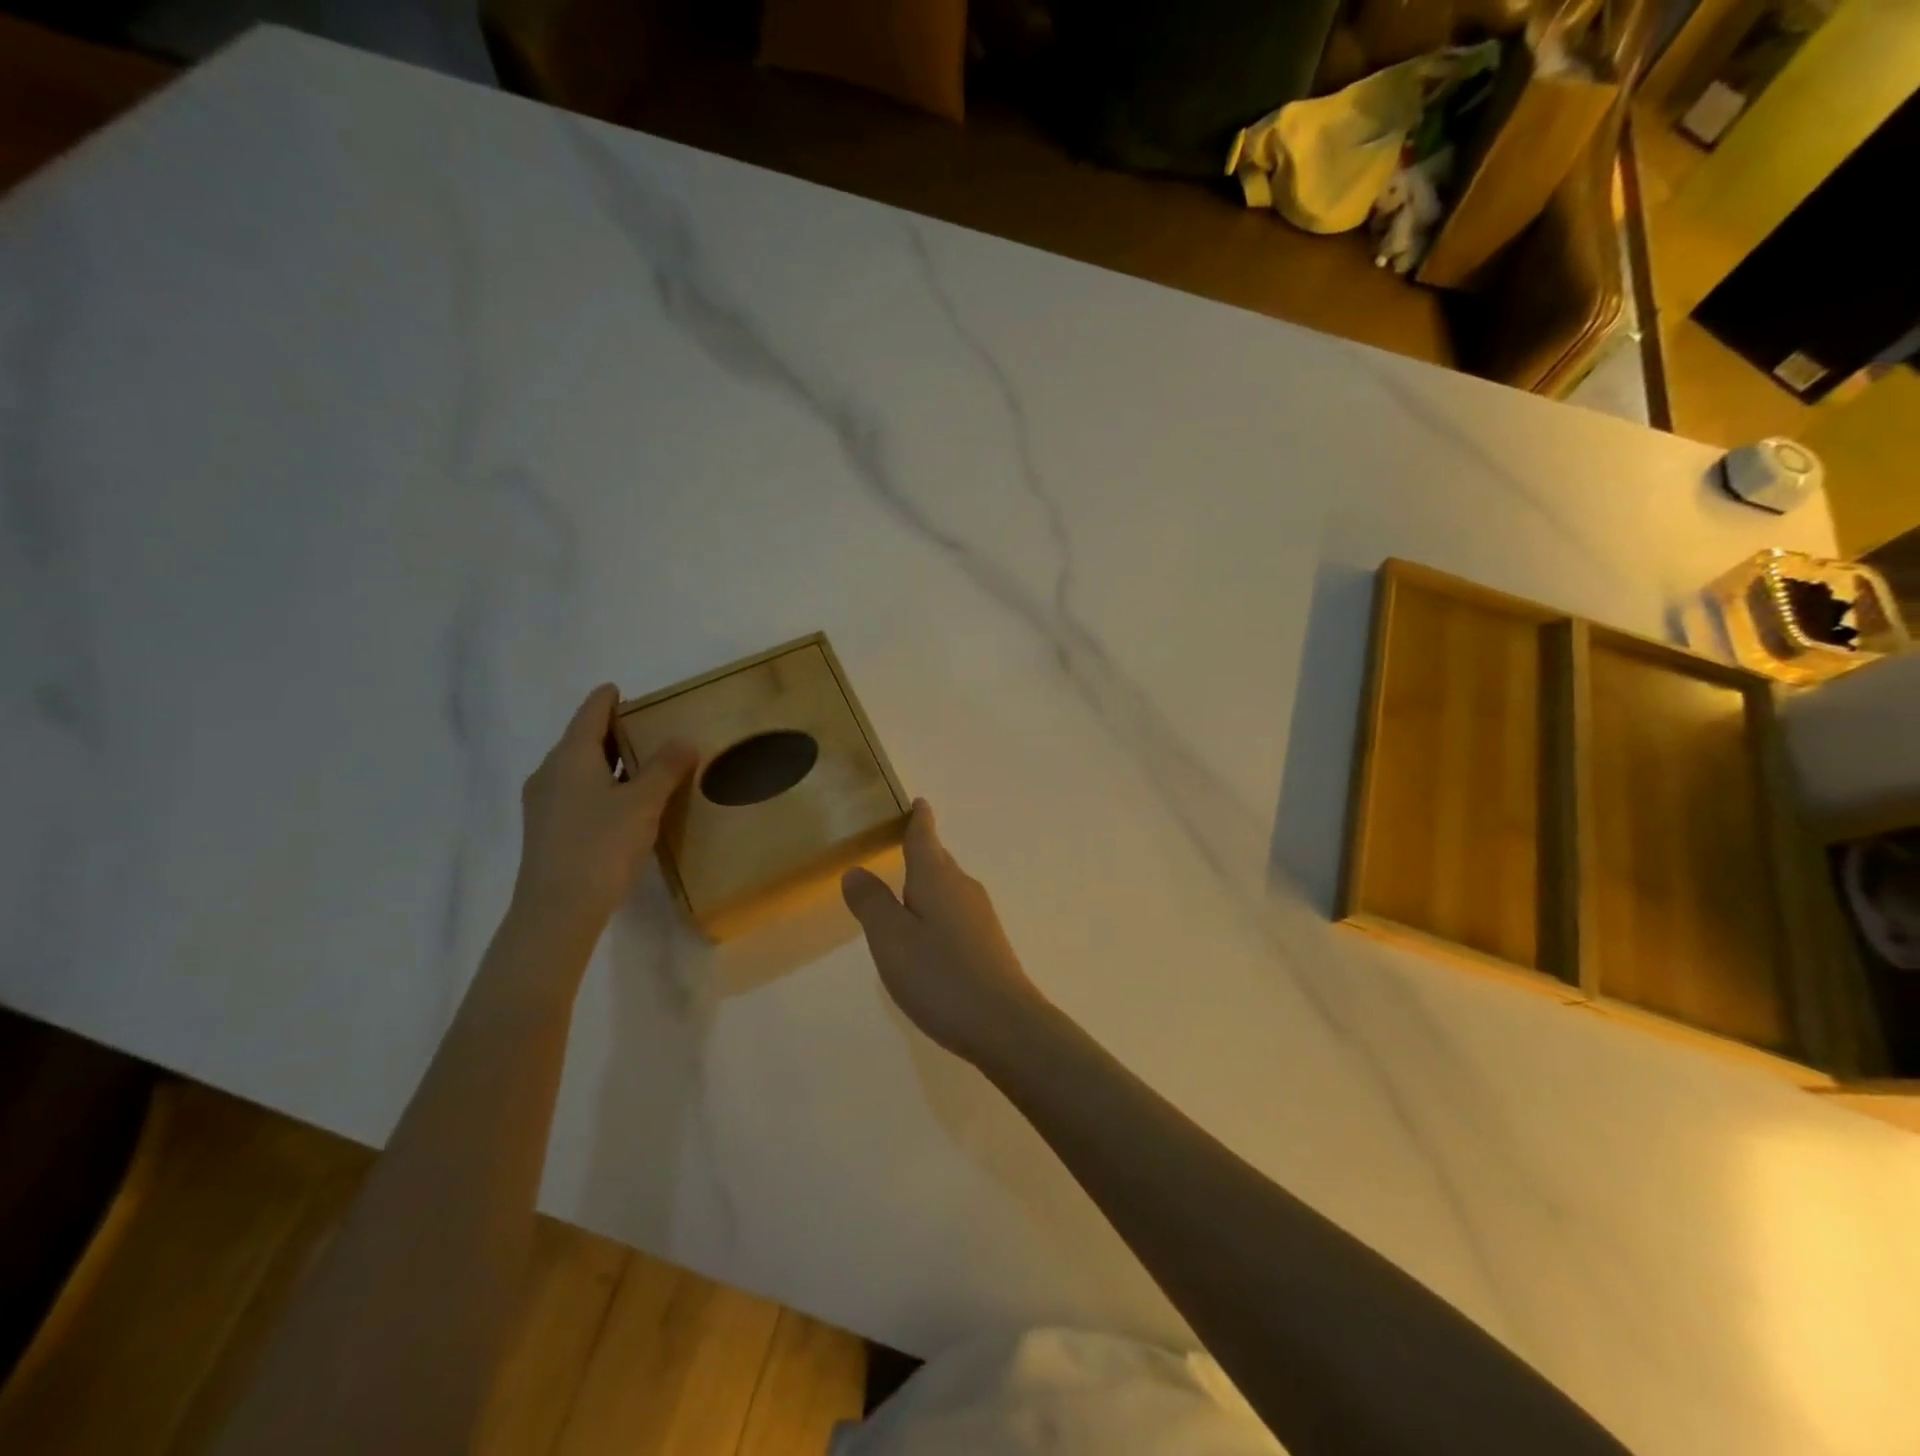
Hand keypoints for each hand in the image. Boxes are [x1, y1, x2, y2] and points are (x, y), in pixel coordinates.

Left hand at [512, 684, 694, 939]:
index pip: (590, 714)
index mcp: (571, 756)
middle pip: (581, 740)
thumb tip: (685, 740)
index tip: (621, 690)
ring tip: (641, 765)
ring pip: (578, 769)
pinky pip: (576, 793)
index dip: (607, 700)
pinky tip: (622, 804)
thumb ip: (665, 768)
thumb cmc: (601, 845)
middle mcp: (550, 773)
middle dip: (611, 732)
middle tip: (646, 729)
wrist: (557, 909)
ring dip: (606, 762)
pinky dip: (599, 786)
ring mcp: (543, 803)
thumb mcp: (644, 802)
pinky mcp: (546, 830)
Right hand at [841, 801, 1049, 1069]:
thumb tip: (856, 870)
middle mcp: (963, 888)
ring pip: (948, 886)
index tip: (919, 802)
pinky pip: (956, 911)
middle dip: (922, 849)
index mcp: (937, 878)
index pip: (924, 837)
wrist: (1005, 1024)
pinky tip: (928, 933)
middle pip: (938, 859)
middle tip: (901, 841)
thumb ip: (872, 902)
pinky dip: (938, 909)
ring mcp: (980, 916)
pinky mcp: (987, 943)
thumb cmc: (940, 976)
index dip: (919, 818)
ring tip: (906, 887)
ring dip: (929, 882)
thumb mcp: (891, 939)